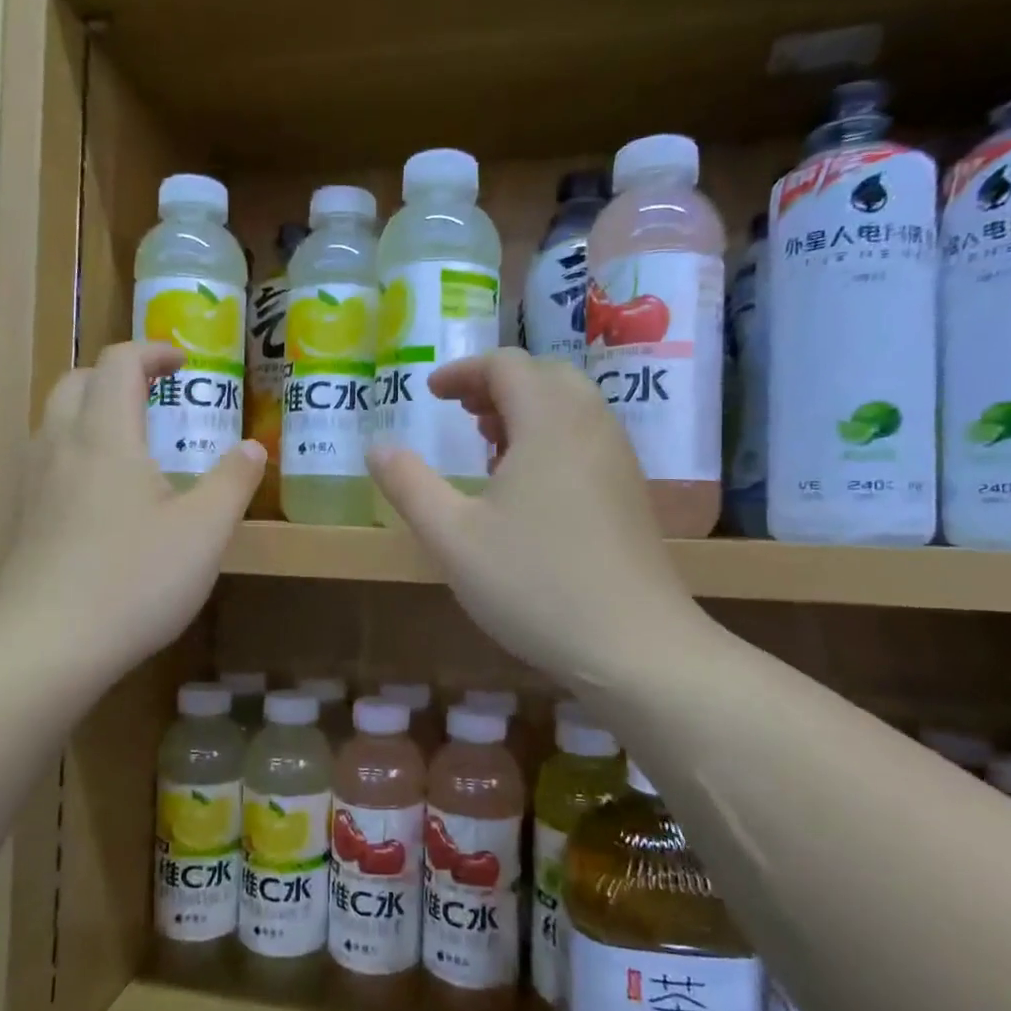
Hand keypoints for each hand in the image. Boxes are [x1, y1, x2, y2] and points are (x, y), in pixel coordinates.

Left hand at [0, 341, 262, 684]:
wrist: (46, 646)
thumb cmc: (134, 580)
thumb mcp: (205, 532)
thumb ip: (232, 482)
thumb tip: (253, 448)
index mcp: (105, 436)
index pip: (119, 363)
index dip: (152, 352)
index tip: (185, 363)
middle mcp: (60, 446)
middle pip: (76, 382)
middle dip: (116, 375)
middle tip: (154, 396)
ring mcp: (32, 484)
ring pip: (54, 421)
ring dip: (91, 410)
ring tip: (130, 441)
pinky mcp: (21, 520)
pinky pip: (45, 460)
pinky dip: (75, 450)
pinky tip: (101, 496)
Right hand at [367, 349, 708, 689]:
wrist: (634, 645)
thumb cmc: (534, 584)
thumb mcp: (452, 537)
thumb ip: (409, 485)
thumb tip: (376, 447)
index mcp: (548, 421)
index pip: (507, 365)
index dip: (464, 371)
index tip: (432, 393)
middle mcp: (590, 425)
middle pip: (544, 376)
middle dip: (497, 385)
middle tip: (463, 415)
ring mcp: (618, 458)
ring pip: (570, 406)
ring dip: (526, 410)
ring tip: (490, 448)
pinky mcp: (630, 491)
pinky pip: (587, 437)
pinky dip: (551, 436)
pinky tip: (528, 488)